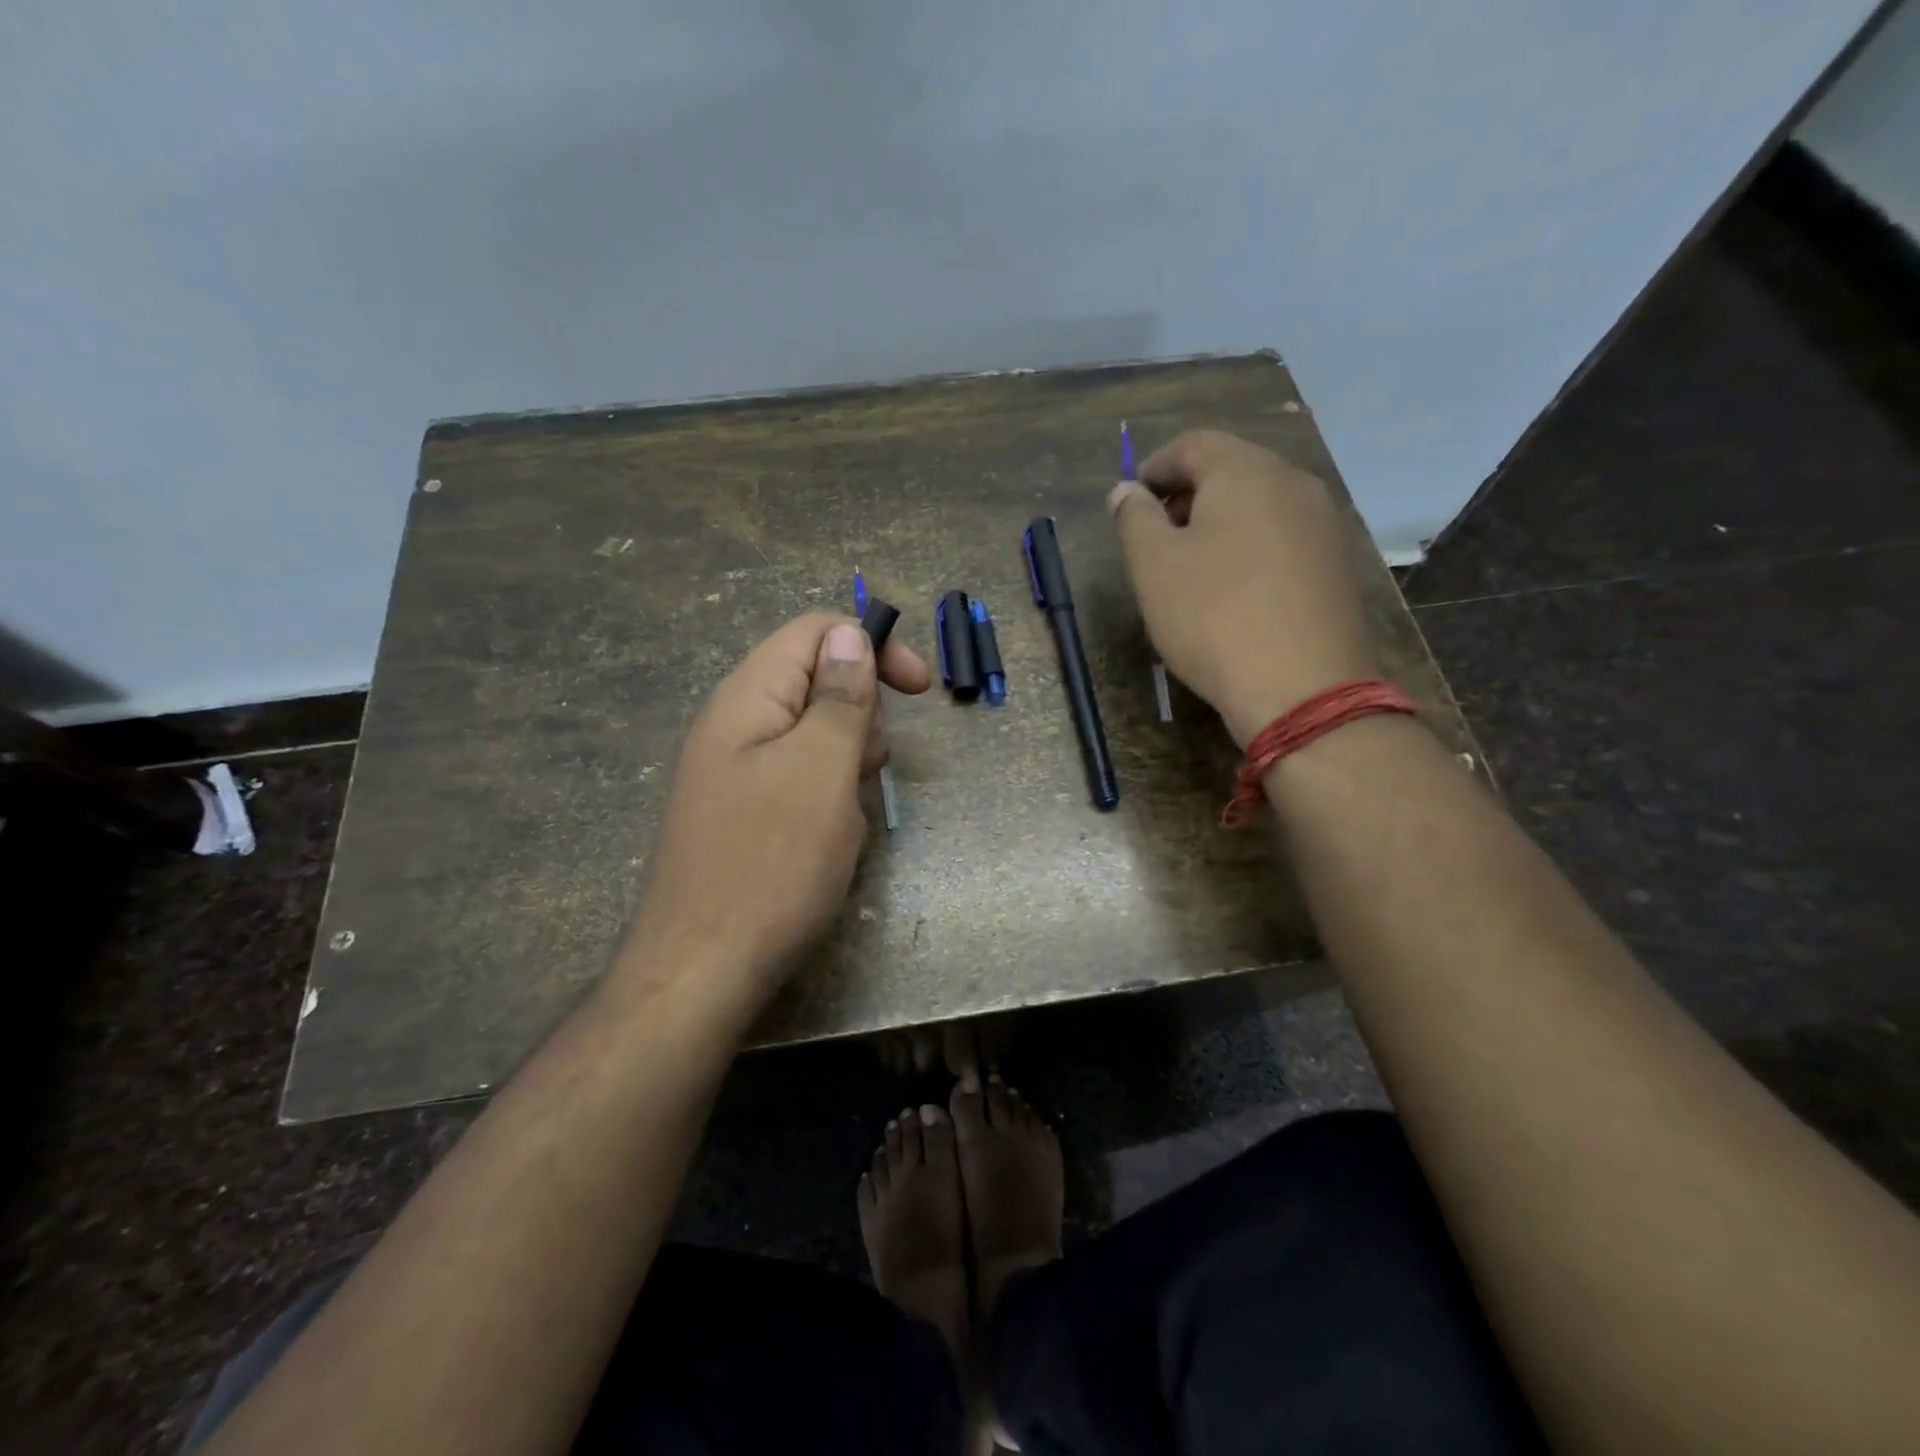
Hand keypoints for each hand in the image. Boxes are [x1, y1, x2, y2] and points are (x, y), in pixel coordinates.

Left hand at [622, 613, 930, 1006]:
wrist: (703, 970)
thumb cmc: (771, 862)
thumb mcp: (821, 768)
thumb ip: (839, 695)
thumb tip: (849, 632)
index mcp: (749, 696)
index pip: (816, 632)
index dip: (872, 646)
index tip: (919, 690)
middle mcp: (736, 723)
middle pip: (817, 681)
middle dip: (862, 715)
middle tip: (868, 767)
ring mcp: (737, 770)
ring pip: (815, 735)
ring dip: (849, 762)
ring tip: (847, 812)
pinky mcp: (745, 811)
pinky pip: (801, 780)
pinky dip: (828, 796)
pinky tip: (829, 839)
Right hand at [1109, 430, 1378, 744]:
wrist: (1302, 688)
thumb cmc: (1213, 617)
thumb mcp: (1153, 566)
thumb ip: (1134, 517)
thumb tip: (1126, 490)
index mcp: (1245, 471)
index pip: (1192, 445)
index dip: (1154, 467)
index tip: (1130, 502)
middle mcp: (1293, 482)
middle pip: (1231, 469)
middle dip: (1187, 495)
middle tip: (1156, 536)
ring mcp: (1324, 523)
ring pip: (1260, 505)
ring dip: (1220, 522)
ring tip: (1192, 566)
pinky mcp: (1338, 564)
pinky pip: (1284, 537)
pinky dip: (1251, 547)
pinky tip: (1235, 590)